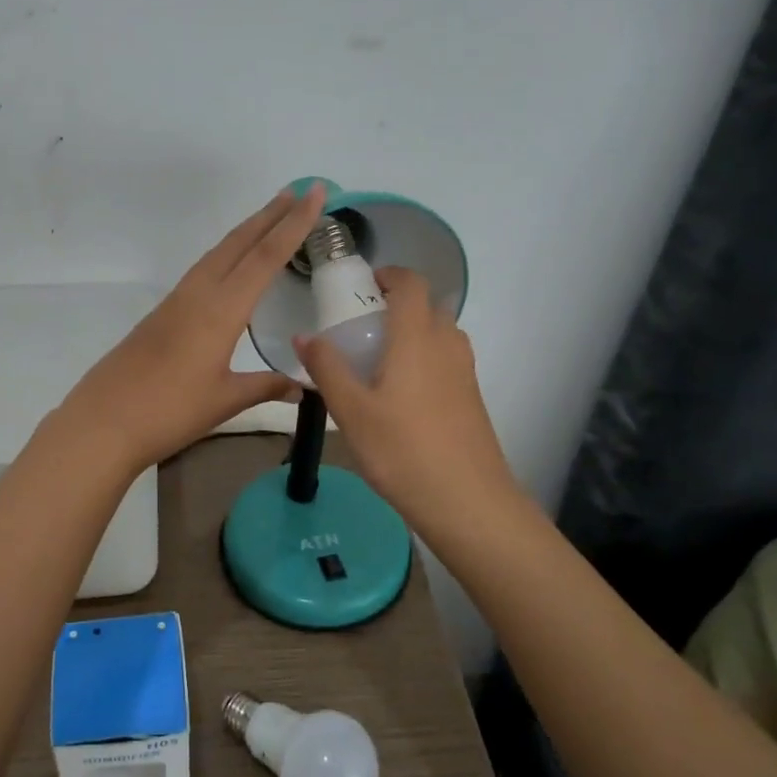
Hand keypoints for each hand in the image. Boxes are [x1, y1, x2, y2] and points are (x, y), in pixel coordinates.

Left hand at [56, 185, 328, 473]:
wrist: (103, 421)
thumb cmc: (169, 411)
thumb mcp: (224, 400)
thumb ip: (265, 387)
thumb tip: (302, 387)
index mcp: (221, 310)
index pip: (265, 257)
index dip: (293, 224)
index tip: (314, 193)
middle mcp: (198, 294)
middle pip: (239, 243)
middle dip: (270, 215)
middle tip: (297, 191)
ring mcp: (176, 301)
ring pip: (217, 253)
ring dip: (247, 231)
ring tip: (270, 217)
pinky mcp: (162, 313)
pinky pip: (202, 270)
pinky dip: (226, 254)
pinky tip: (231, 265)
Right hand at [295, 265, 517, 530]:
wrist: (468, 502)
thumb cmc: (402, 451)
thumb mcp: (351, 411)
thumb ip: (327, 369)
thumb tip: (304, 335)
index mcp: (418, 338)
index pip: (411, 284)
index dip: (389, 275)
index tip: (363, 285)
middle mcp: (447, 345)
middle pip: (428, 307)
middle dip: (397, 305)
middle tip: (362, 326)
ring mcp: (465, 373)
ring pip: (440, 335)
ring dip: (413, 333)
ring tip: (378, 360)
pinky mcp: (471, 398)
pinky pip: (447, 361)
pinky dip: (425, 359)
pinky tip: (400, 396)